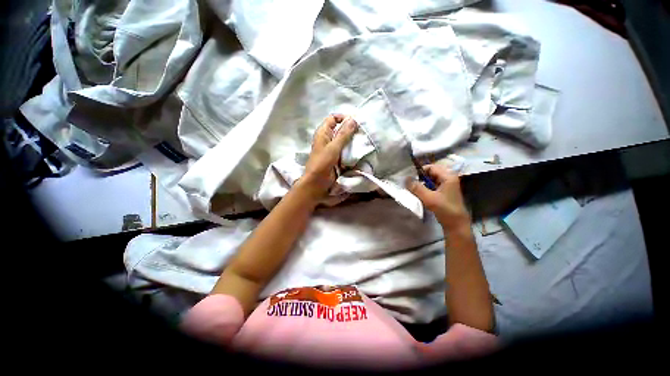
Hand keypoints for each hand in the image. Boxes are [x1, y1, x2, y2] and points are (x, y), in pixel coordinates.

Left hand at [297, 114, 357, 199]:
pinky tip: (360, 152)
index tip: (356, 123)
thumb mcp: (333, 148)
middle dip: (351, 131)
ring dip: (353, 141)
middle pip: (340, 130)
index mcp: (323, 133)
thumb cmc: (322, 164)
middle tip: (363, 134)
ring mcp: (333, 150)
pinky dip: (352, 151)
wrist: (317, 184)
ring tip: (364, 142)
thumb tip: (353, 120)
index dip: (343, 118)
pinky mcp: (337, 158)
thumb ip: (343, 135)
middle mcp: (328, 139)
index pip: (333, 118)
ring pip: (344, 141)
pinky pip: (346, 151)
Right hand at [407, 164, 469, 229]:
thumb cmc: (445, 209)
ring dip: (421, 183)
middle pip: (430, 173)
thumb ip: (417, 188)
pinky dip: (424, 188)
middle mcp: (448, 178)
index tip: (409, 177)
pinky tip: (418, 193)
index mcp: (448, 176)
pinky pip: (431, 186)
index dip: (419, 171)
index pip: (431, 167)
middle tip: (409, 183)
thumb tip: (405, 179)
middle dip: (419, 177)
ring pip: (430, 180)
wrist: (456, 225)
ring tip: (412, 188)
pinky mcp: (443, 192)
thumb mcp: (429, 198)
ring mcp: (446, 185)